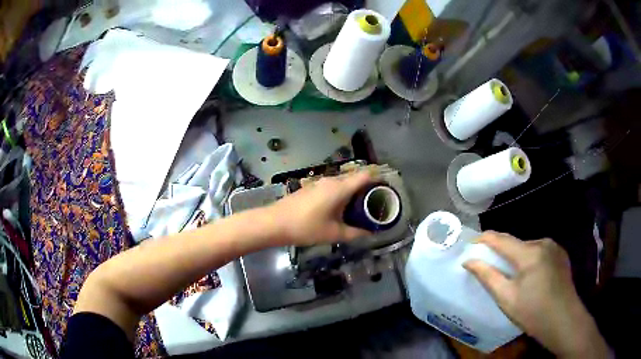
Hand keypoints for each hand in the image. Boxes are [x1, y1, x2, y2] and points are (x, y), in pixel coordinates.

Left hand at [268, 172, 372, 245]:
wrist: (274, 223)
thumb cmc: (306, 227)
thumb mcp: (334, 233)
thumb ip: (355, 233)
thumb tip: (369, 233)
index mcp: (340, 188)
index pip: (365, 175)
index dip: (377, 179)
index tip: (386, 190)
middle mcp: (331, 181)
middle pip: (355, 178)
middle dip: (366, 189)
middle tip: (375, 204)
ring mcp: (319, 183)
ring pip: (342, 183)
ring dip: (352, 192)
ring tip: (359, 208)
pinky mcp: (310, 188)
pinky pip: (332, 187)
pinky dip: (340, 194)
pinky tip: (339, 209)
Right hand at [463, 232, 607, 357]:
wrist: (563, 320)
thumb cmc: (532, 312)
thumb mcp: (506, 298)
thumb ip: (488, 276)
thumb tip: (469, 260)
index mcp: (529, 252)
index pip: (501, 239)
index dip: (484, 239)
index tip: (470, 243)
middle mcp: (543, 242)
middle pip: (515, 243)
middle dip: (500, 251)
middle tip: (488, 263)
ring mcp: (554, 247)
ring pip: (528, 247)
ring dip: (516, 256)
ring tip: (509, 273)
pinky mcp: (560, 254)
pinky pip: (539, 251)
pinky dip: (529, 258)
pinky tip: (529, 275)